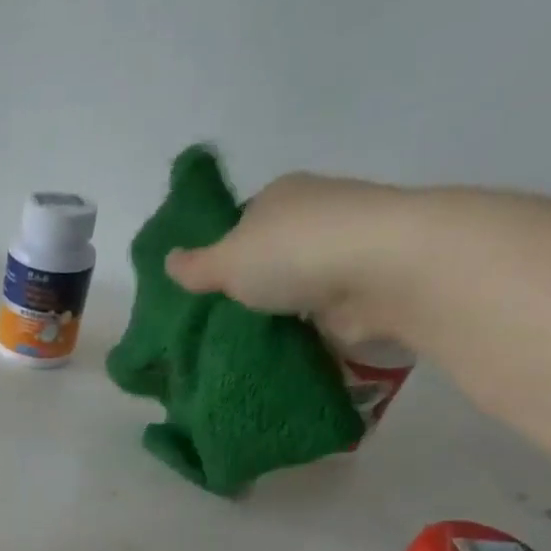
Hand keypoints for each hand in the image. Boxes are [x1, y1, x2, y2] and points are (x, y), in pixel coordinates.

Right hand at [162, 172, 410, 345]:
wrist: (381, 271)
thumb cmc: (295, 252)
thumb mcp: (227, 260)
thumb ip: (196, 266)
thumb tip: (168, 260)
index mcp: (281, 196)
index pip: (242, 223)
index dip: (222, 255)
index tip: (205, 292)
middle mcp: (314, 217)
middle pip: (269, 258)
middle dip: (249, 288)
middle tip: (217, 325)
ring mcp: (341, 254)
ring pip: (294, 289)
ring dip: (277, 315)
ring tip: (241, 347)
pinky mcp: (361, 291)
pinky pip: (318, 317)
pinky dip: (303, 334)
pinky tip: (278, 354)